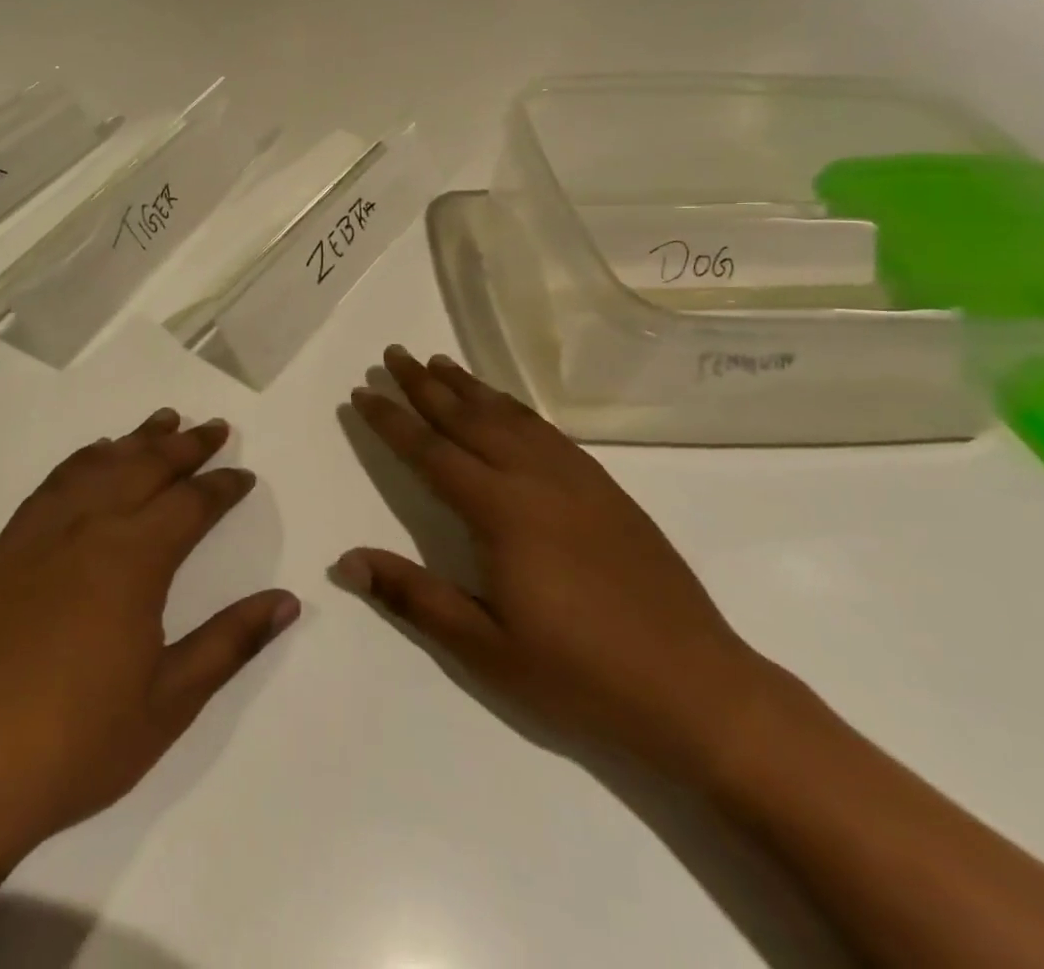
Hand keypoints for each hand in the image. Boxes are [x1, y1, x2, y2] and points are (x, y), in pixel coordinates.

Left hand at [0, 410, 299, 872]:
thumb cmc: (79, 743)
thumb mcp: (170, 703)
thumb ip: (230, 642)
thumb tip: (287, 600)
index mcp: (133, 561)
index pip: (191, 503)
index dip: (223, 486)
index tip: (244, 475)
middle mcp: (89, 527)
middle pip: (147, 466)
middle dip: (187, 445)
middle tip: (214, 427)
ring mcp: (42, 531)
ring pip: (100, 464)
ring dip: (137, 439)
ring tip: (165, 420)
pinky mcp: (7, 545)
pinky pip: (54, 482)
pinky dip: (84, 458)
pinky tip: (96, 454)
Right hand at [337, 346, 774, 781]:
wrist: (698, 690)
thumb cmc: (580, 675)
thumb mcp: (485, 649)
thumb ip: (412, 596)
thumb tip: (344, 561)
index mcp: (501, 511)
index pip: (430, 452)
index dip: (391, 421)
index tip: (362, 392)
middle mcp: (535, 479)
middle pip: (468, 418)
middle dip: (425, 384)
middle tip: (393, 353)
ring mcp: (576, 479)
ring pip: (509, 415)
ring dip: (469, 386)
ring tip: (439, 361)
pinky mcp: (606, 489)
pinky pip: (547, 430)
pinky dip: (514, 407)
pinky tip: (505, 405)